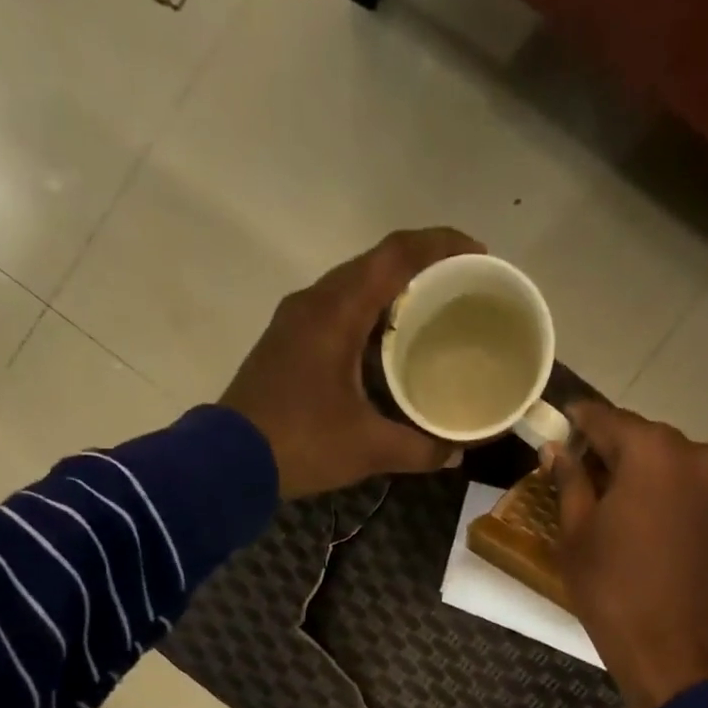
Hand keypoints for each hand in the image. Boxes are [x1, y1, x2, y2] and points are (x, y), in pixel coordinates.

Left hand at [223, 228, 484, 499]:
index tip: (480, 256)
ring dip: (392, 294)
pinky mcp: (285, 344)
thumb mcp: (368, 448)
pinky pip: (336, 312)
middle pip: (376, 264)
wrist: (227, 462)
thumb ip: (419, 448)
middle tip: (461, 290)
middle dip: (422, 268)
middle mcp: (314, 302)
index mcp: (337, 311)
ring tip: (431, 316)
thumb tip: (456, 454)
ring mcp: (294, 321)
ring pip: (352, 287)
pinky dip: (367, 317)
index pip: (397, 255)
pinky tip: (386, 349)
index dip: (442, 246)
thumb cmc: (301, 444)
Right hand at [550, 401, 707, 707]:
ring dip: (630, 471)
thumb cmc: (613, 591)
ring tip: (597, 500)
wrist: (675, 650)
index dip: (574, 421)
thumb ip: (568, 482)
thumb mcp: (576, 536)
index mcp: (651, 452)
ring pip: (660, 460)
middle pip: (637, 436)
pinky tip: (629, 519)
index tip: (552, 426)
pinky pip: (678, 484)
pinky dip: (653, 491)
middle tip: (570, 472)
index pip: (604, 418)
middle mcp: (690, 453)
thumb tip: (556, 450)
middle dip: (604, 448)